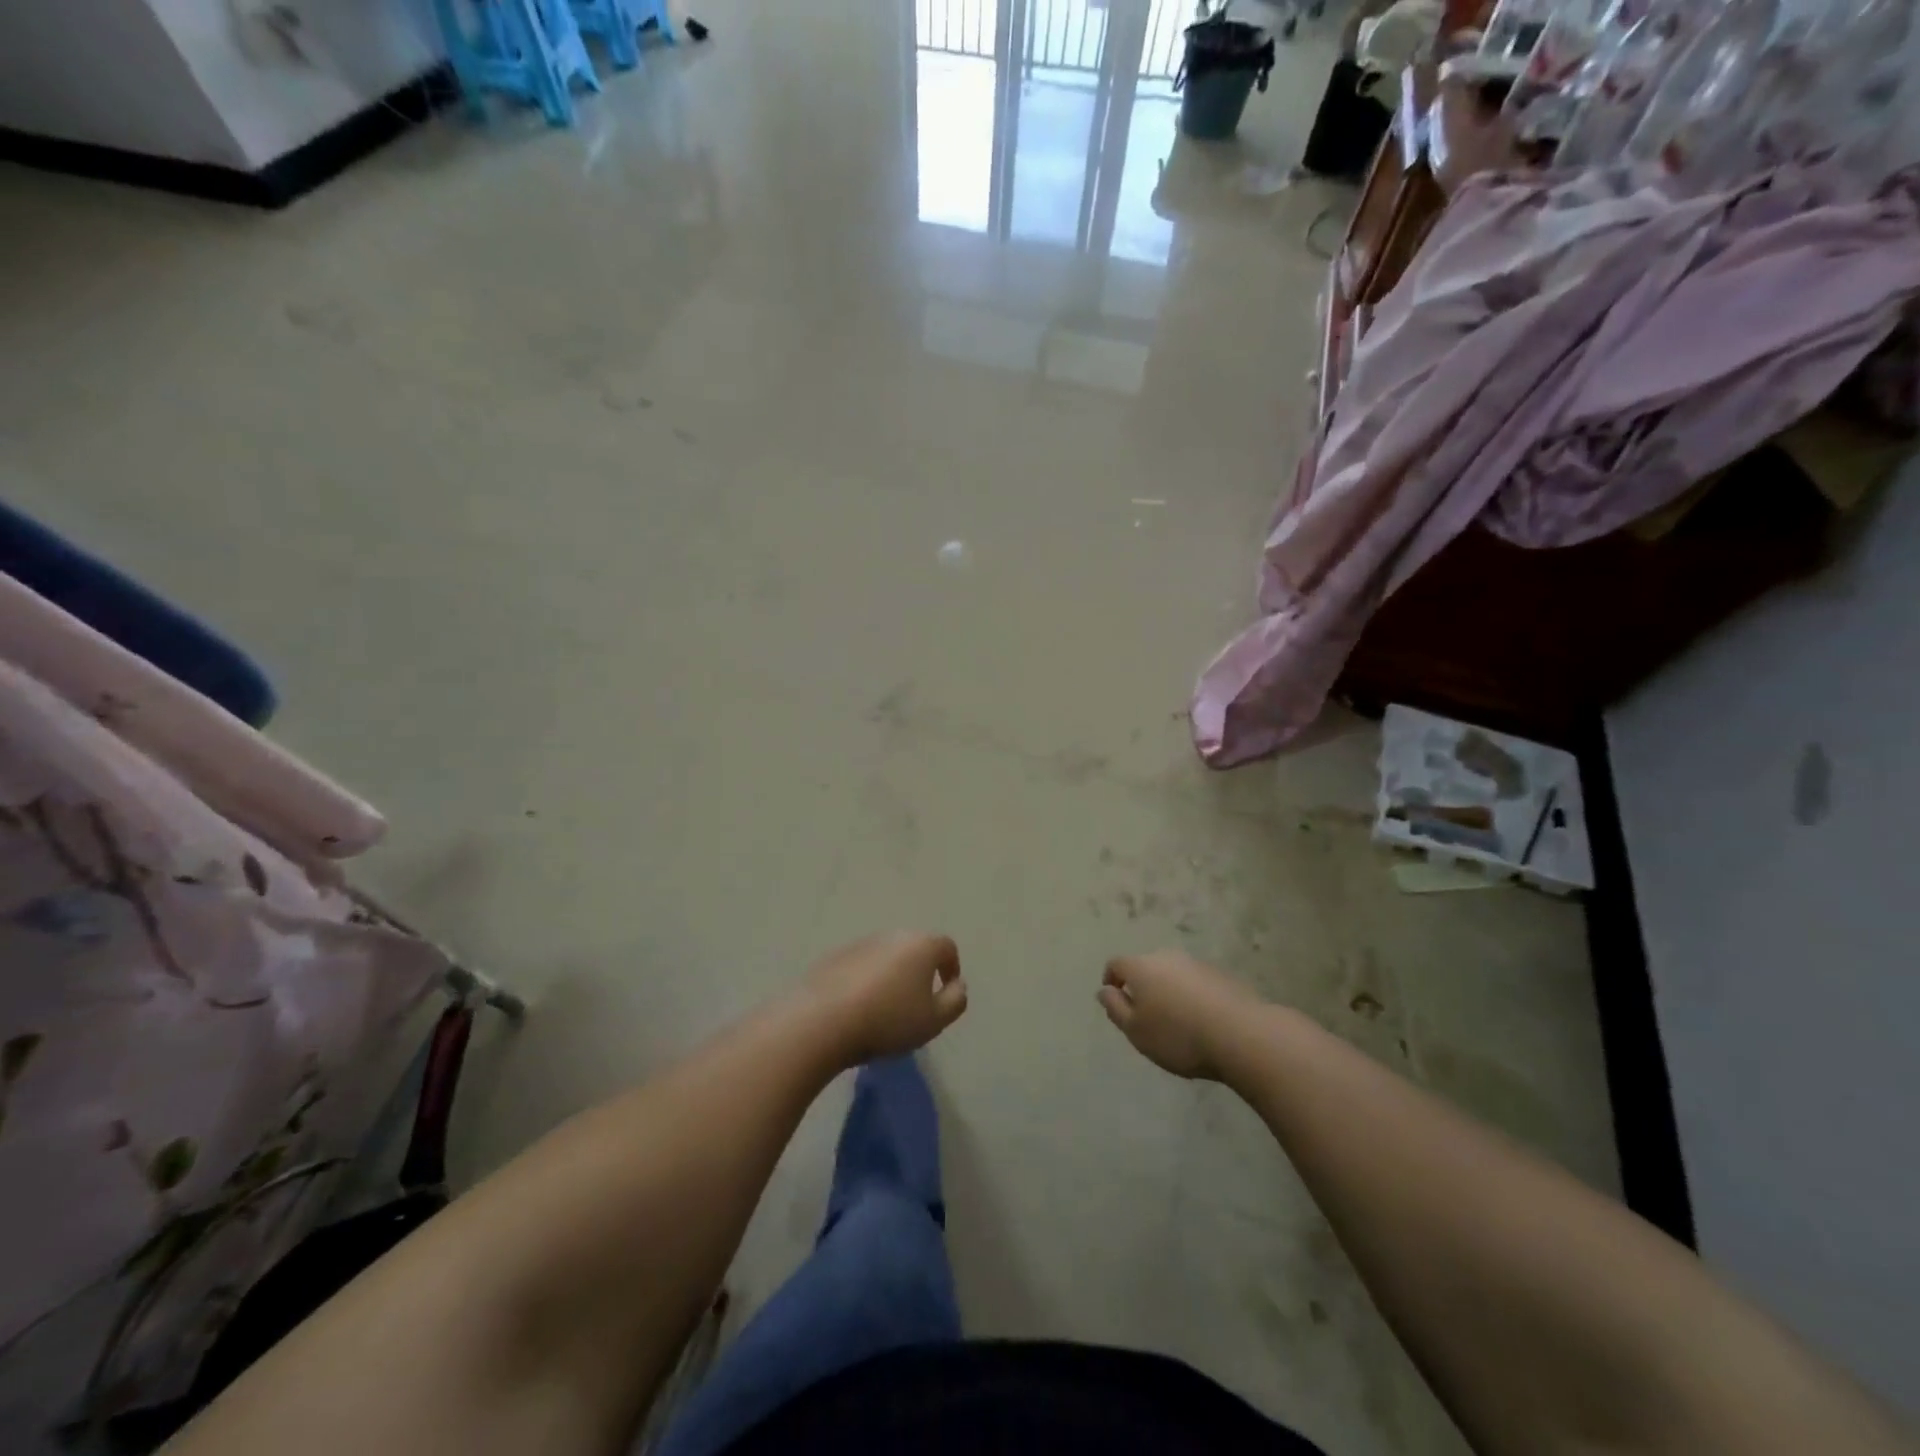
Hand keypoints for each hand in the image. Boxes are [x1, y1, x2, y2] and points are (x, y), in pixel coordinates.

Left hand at [804, 933, 967, 1064]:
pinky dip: (865, 981)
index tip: (946, 992)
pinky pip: (860, 966)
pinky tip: (857, 1008)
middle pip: (915, 948)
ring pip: (886, 957)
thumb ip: (955, 1001)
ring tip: (885, 1009)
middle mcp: (892, 936)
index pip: (947, 947)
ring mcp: (861, 943)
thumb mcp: (934, 1020)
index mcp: (921, 945)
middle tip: (916, 1003)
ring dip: (891, 976)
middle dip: (920, 971)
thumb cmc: (888, 1020)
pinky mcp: (835, 957)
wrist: (822, 1020)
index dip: (951, 968)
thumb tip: (958, 985)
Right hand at [1098, 950, 1263, 1080]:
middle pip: (1146, 966)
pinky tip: (1201, 1021)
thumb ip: (1115, 1008)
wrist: (1240, 1035)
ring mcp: (1196, 964)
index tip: (1115, 1000)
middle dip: (1142, 986)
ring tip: (1176, 1021)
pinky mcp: (1221, 976)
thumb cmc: (1178, 1035)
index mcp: (1141, 967)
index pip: (1116, 964)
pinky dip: (1192, 996)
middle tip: (1146, 1016)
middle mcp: (1167, 957)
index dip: (1111, 979)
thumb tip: (1104, 990)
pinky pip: (1196, 983)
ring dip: (1169, 991)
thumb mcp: (1136, 1031)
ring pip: (1173, 974)